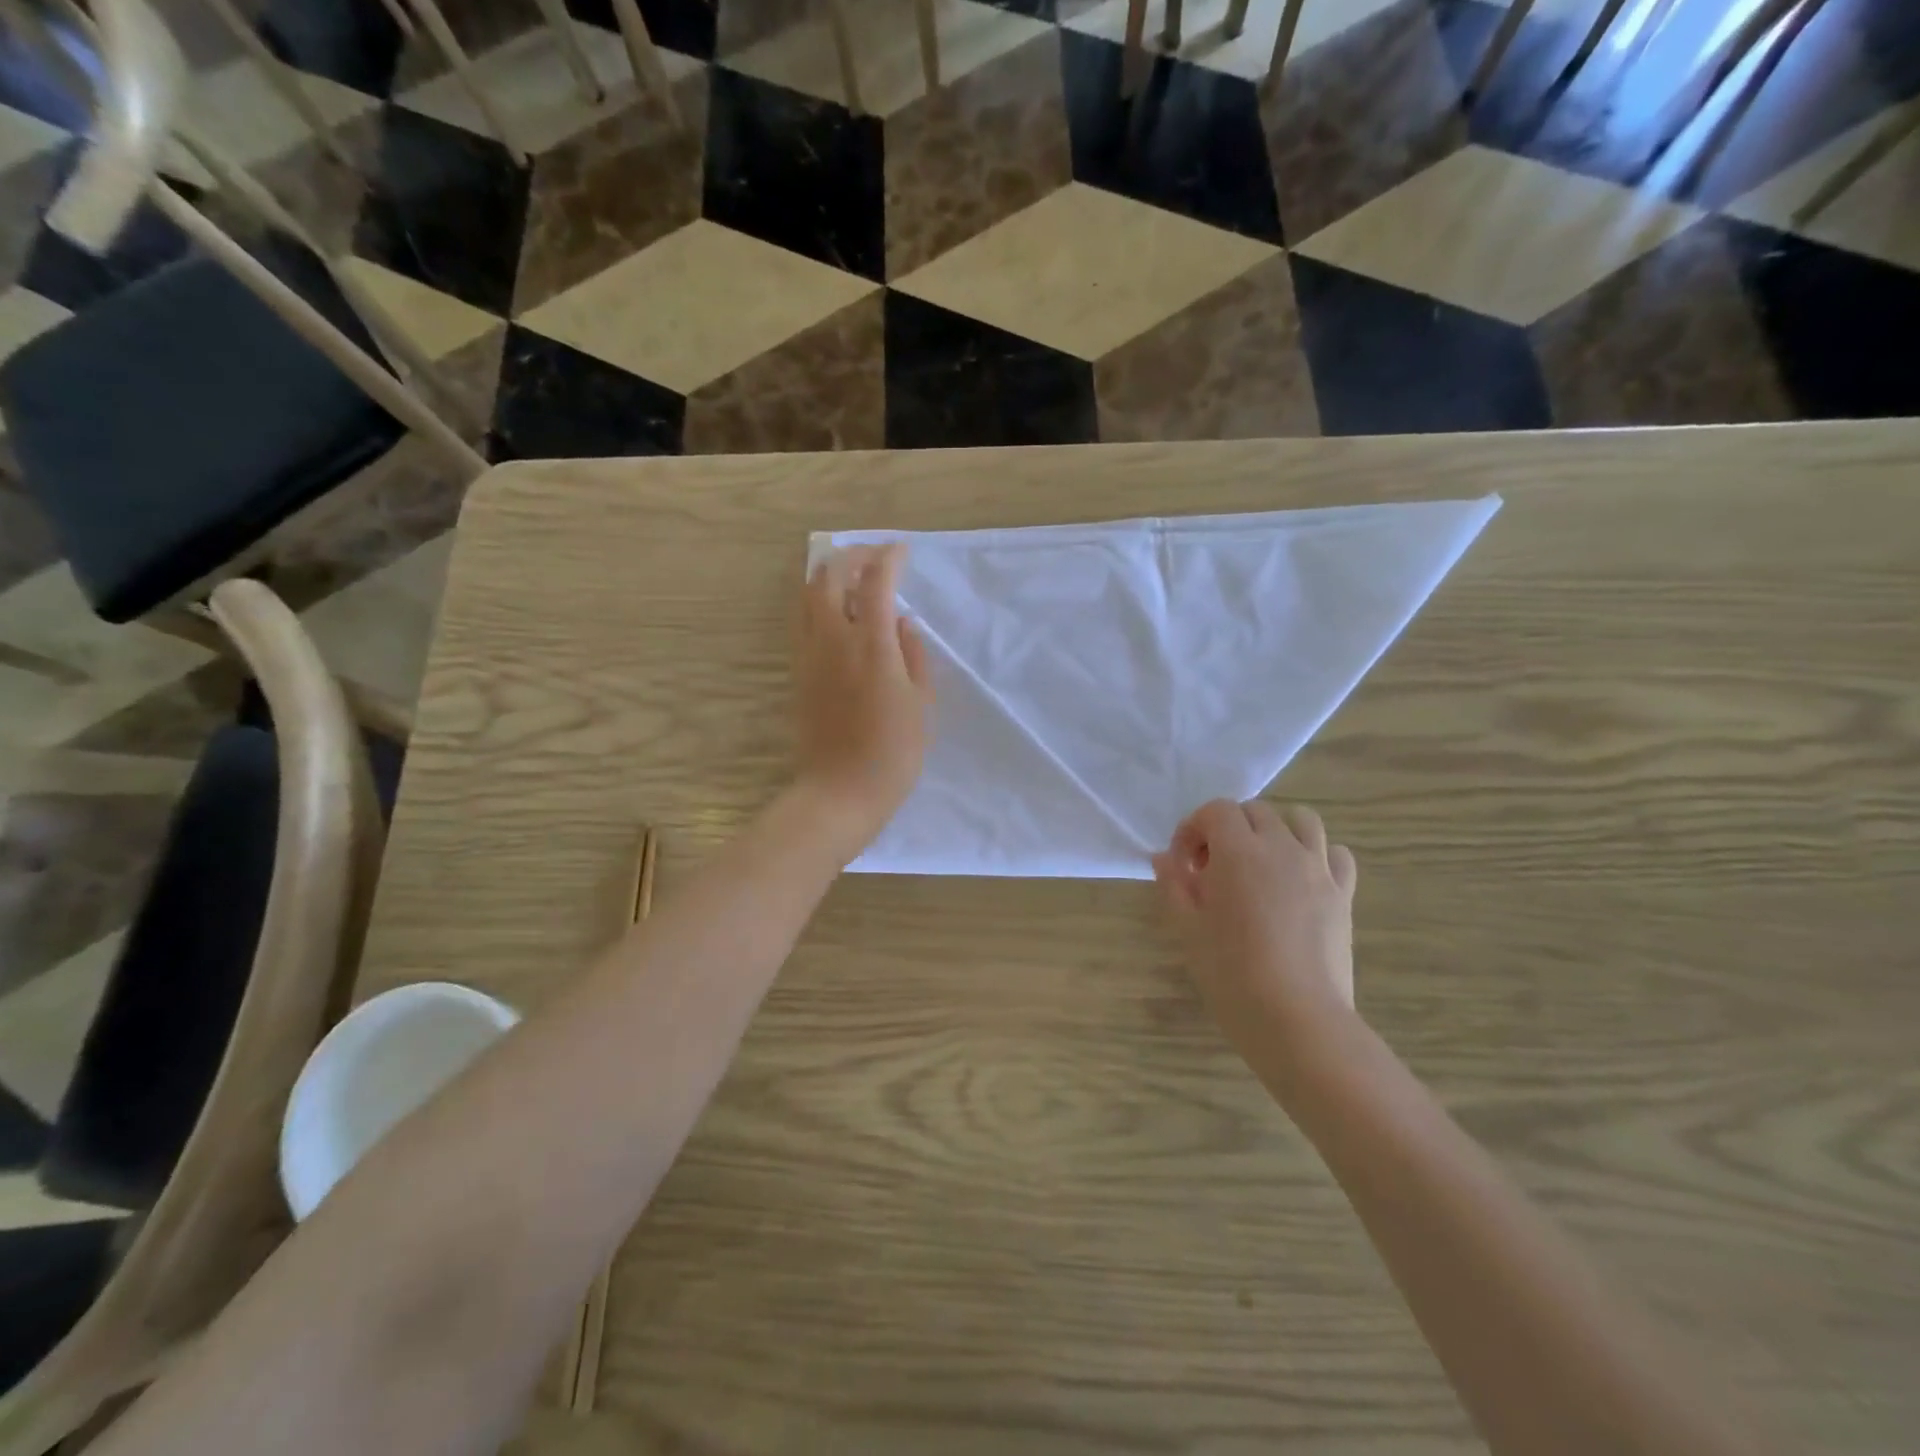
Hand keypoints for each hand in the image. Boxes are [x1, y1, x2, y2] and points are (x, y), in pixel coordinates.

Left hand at [794, 544, 932, 860]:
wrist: (840, 793)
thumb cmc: (893, 754)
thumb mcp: (920, 705)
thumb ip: (913, 656)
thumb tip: (900, 623)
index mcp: (871, 646)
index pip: (875, 581)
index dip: (888, 557)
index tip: (902, 551)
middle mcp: (833, 641)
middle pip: (829, 576)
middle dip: (851, 556)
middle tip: (874, 557)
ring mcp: (809, 656)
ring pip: (807, 596)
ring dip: (829, 576)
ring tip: (852, 578)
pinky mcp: (798, 674)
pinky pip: (803, 622)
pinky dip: (818, 603)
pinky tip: (837, 615)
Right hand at [1153, 800, 1358, 1051]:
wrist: (1297, 1019)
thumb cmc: (1232, 974)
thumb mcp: (1188, 929)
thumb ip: (1174, 885)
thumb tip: (1163, 859)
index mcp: (1238, 852)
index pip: (1216, 811)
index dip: (1193, 829)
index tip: (1183, 865)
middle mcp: (1281, 848)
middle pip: (1255, 811)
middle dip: (1229, 829)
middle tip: (1213, 870)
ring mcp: (1318, 869)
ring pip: (1301, 820)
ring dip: (1276, 830)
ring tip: (1261, 863)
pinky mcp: (1344, 894)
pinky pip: (1336, 854)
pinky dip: (1317, 855)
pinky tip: (1302, 881)